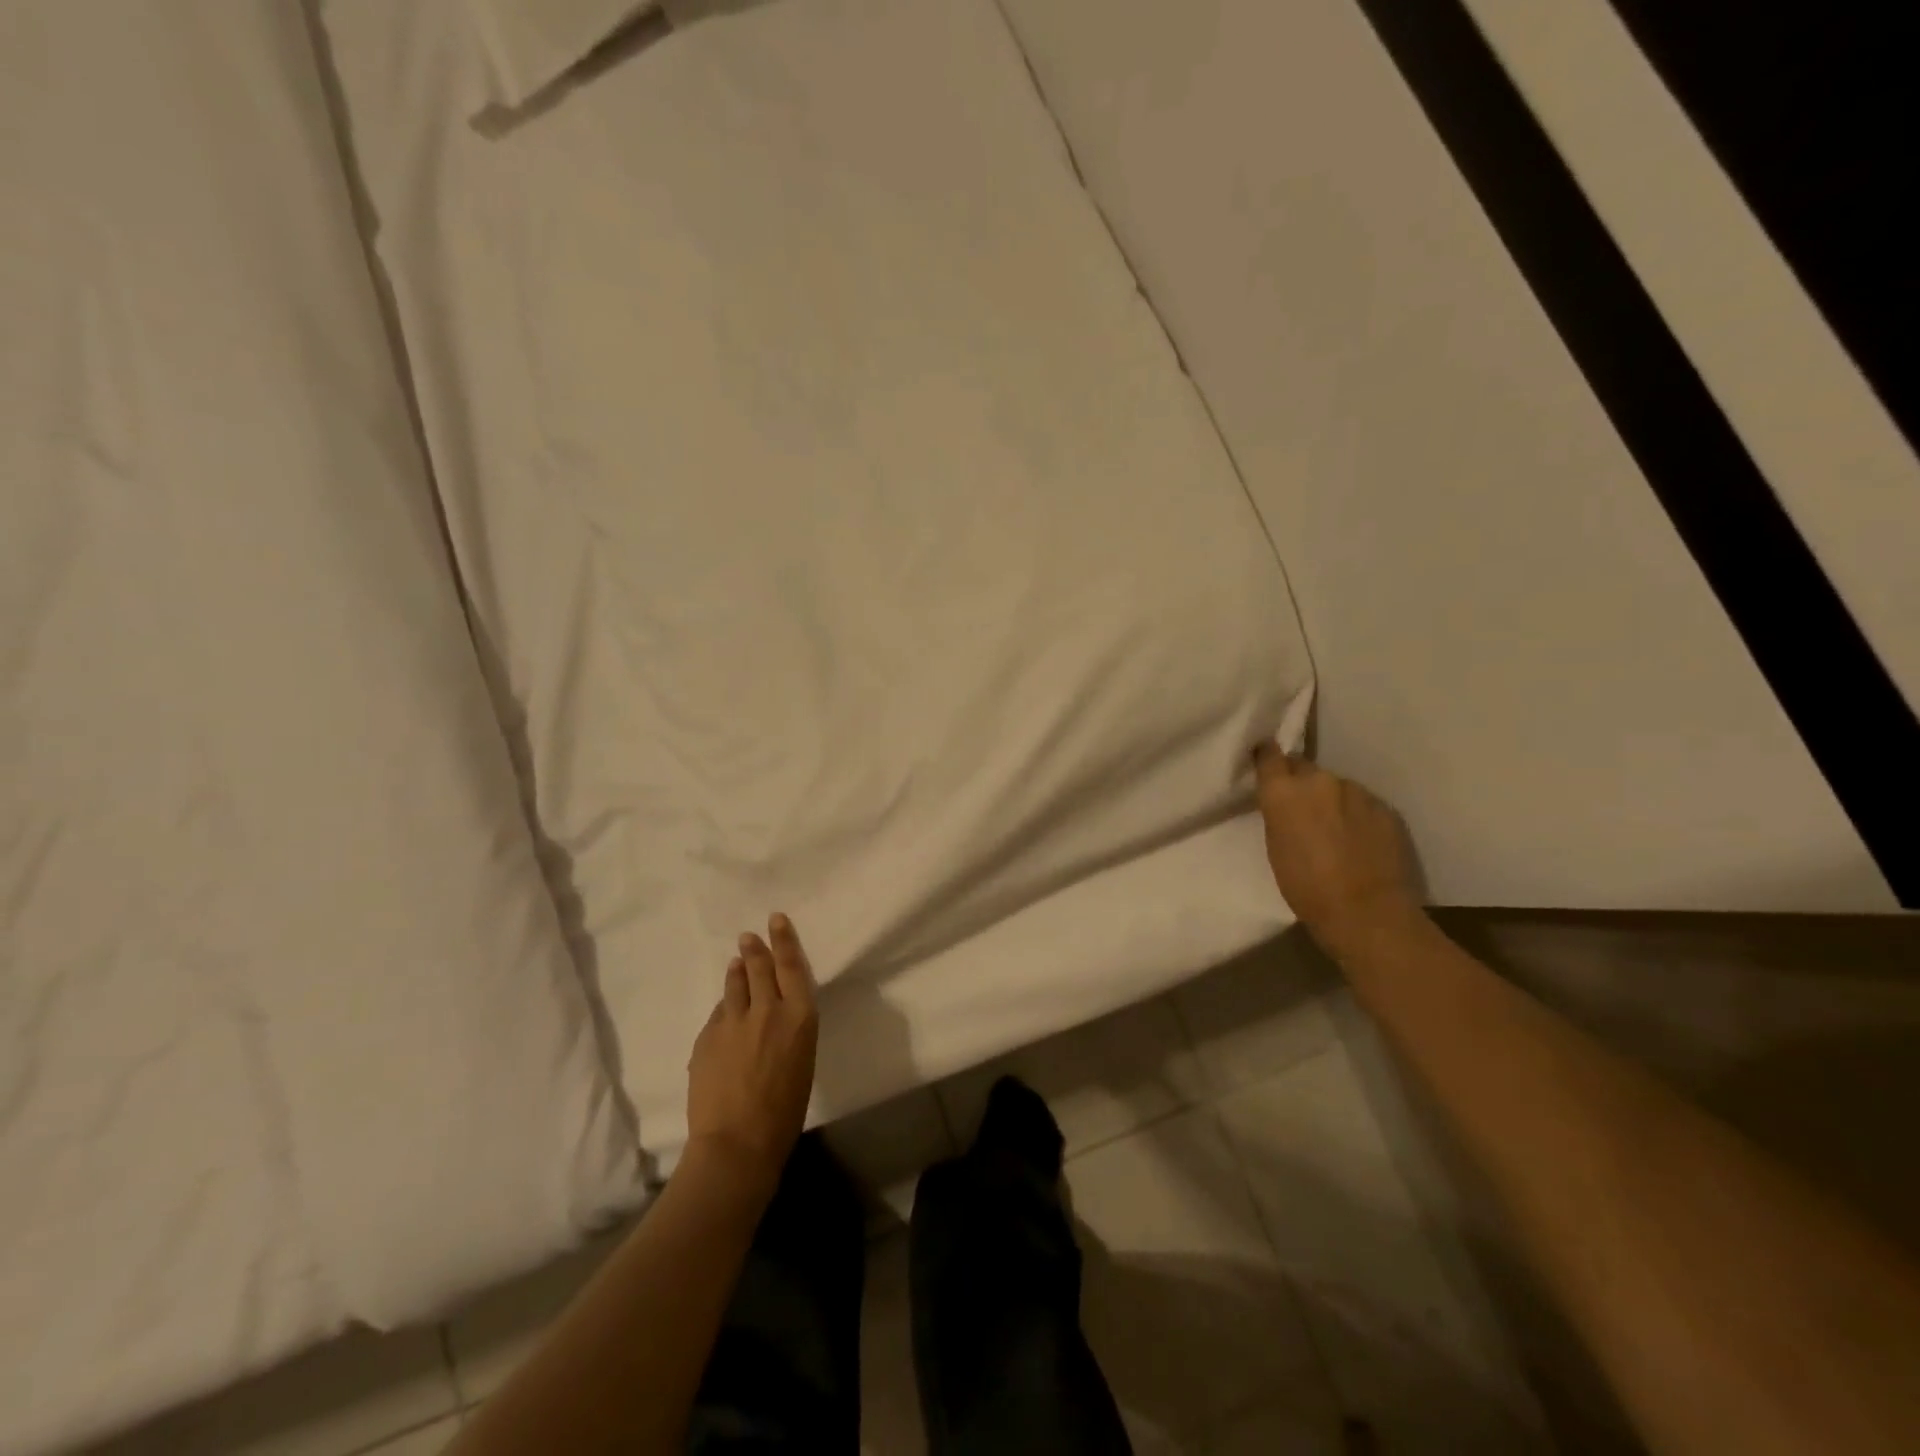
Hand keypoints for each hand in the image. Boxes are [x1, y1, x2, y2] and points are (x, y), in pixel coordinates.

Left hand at [685, 914, 818, 1186]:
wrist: (737, 1142)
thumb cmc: (785, 1110)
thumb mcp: (802, 1059)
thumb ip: (789, 1028)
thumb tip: (773, 1012)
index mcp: (799, 1017)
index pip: (792, 966)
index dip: (784, 940)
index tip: (776, 920)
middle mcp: (767, 1010)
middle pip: (760, 967)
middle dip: (755, 948)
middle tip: (749, 935)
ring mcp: (733, 1021)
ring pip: (735, 984)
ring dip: (737, 970)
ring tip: (737, 961)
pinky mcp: (707, 1036)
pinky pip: (718, 1013)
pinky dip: (724, 1007)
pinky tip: (725, 1011)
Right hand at [1253, 745, 1420, 948]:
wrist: (1365, 911)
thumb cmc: (1305, 886)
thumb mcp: (1275, 846)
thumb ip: (1279, 813)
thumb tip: (1288, 802)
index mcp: (1284, 791)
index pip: (1269, 755)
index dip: (1267, 757)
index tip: (1265, 762)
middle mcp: (1320, 780)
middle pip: (1305, 769)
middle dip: (1301, 783)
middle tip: (1301, 809)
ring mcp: (1357, 792)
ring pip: (1337, 787)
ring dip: (1332, 800)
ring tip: (1335, 830)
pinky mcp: (1385, 808)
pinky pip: (1363, 804)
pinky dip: (1358, 815)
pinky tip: (1360, 840)